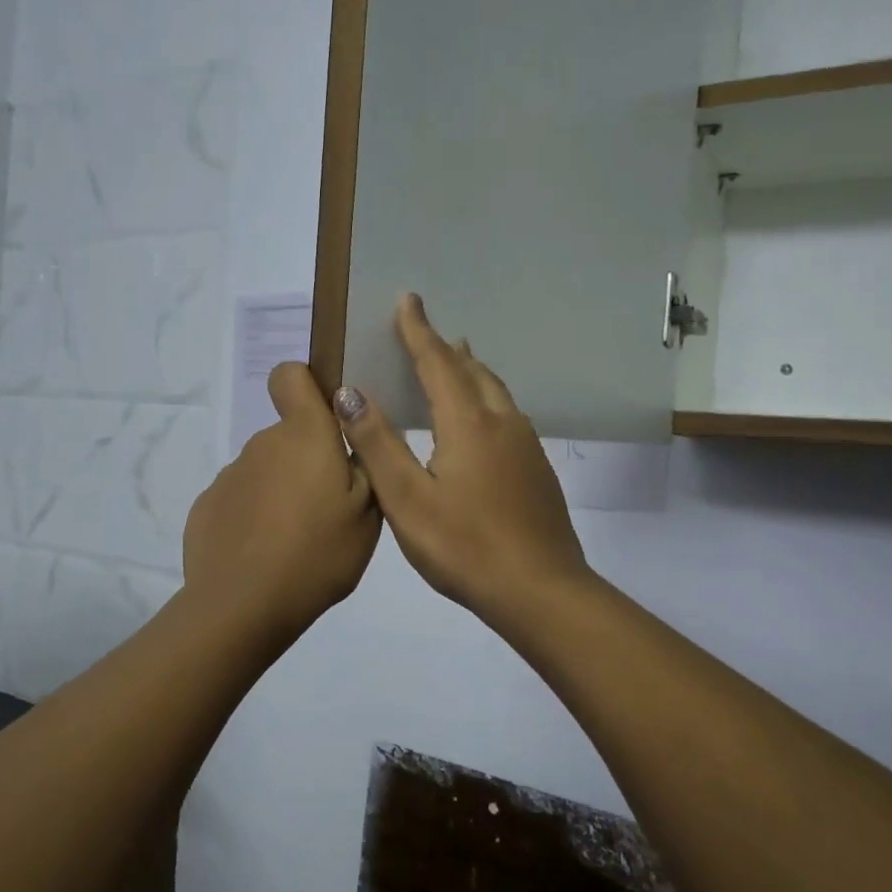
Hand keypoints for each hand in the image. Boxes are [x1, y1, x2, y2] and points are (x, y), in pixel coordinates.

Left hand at [182, 362, 380, 636]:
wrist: (242, 606)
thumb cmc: (317, 554)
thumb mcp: (368, 515)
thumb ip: (365, 465)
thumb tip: (349, 437)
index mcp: (305, 435)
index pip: (290, 375)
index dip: (307, 387)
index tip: (327, 421)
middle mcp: (263, 443)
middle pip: (288, 436)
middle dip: (308, 461)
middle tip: (328, 510)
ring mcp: (230, 475)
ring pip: (266, 470)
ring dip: (282, 491)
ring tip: (297, 541)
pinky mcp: (207, 506)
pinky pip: (241, 499)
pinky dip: (254, 516)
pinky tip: (265, 554)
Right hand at [334, 294, 592, 626]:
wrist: (541, 591)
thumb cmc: (465, 547)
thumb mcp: (407, 499)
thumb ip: (378, 443)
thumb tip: (350, 392)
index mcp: (468, 424)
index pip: (437, 363)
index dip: (418, 331)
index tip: (407, 299)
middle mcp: (502, 424)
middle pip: (473, 371)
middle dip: (446, 348)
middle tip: (425, 333)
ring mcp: (527, 447)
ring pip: (495, 393)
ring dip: (471, 372)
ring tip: (455, 363)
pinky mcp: (538, 471)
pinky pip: (507, 417)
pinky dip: (485, 401)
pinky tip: (480, 423)